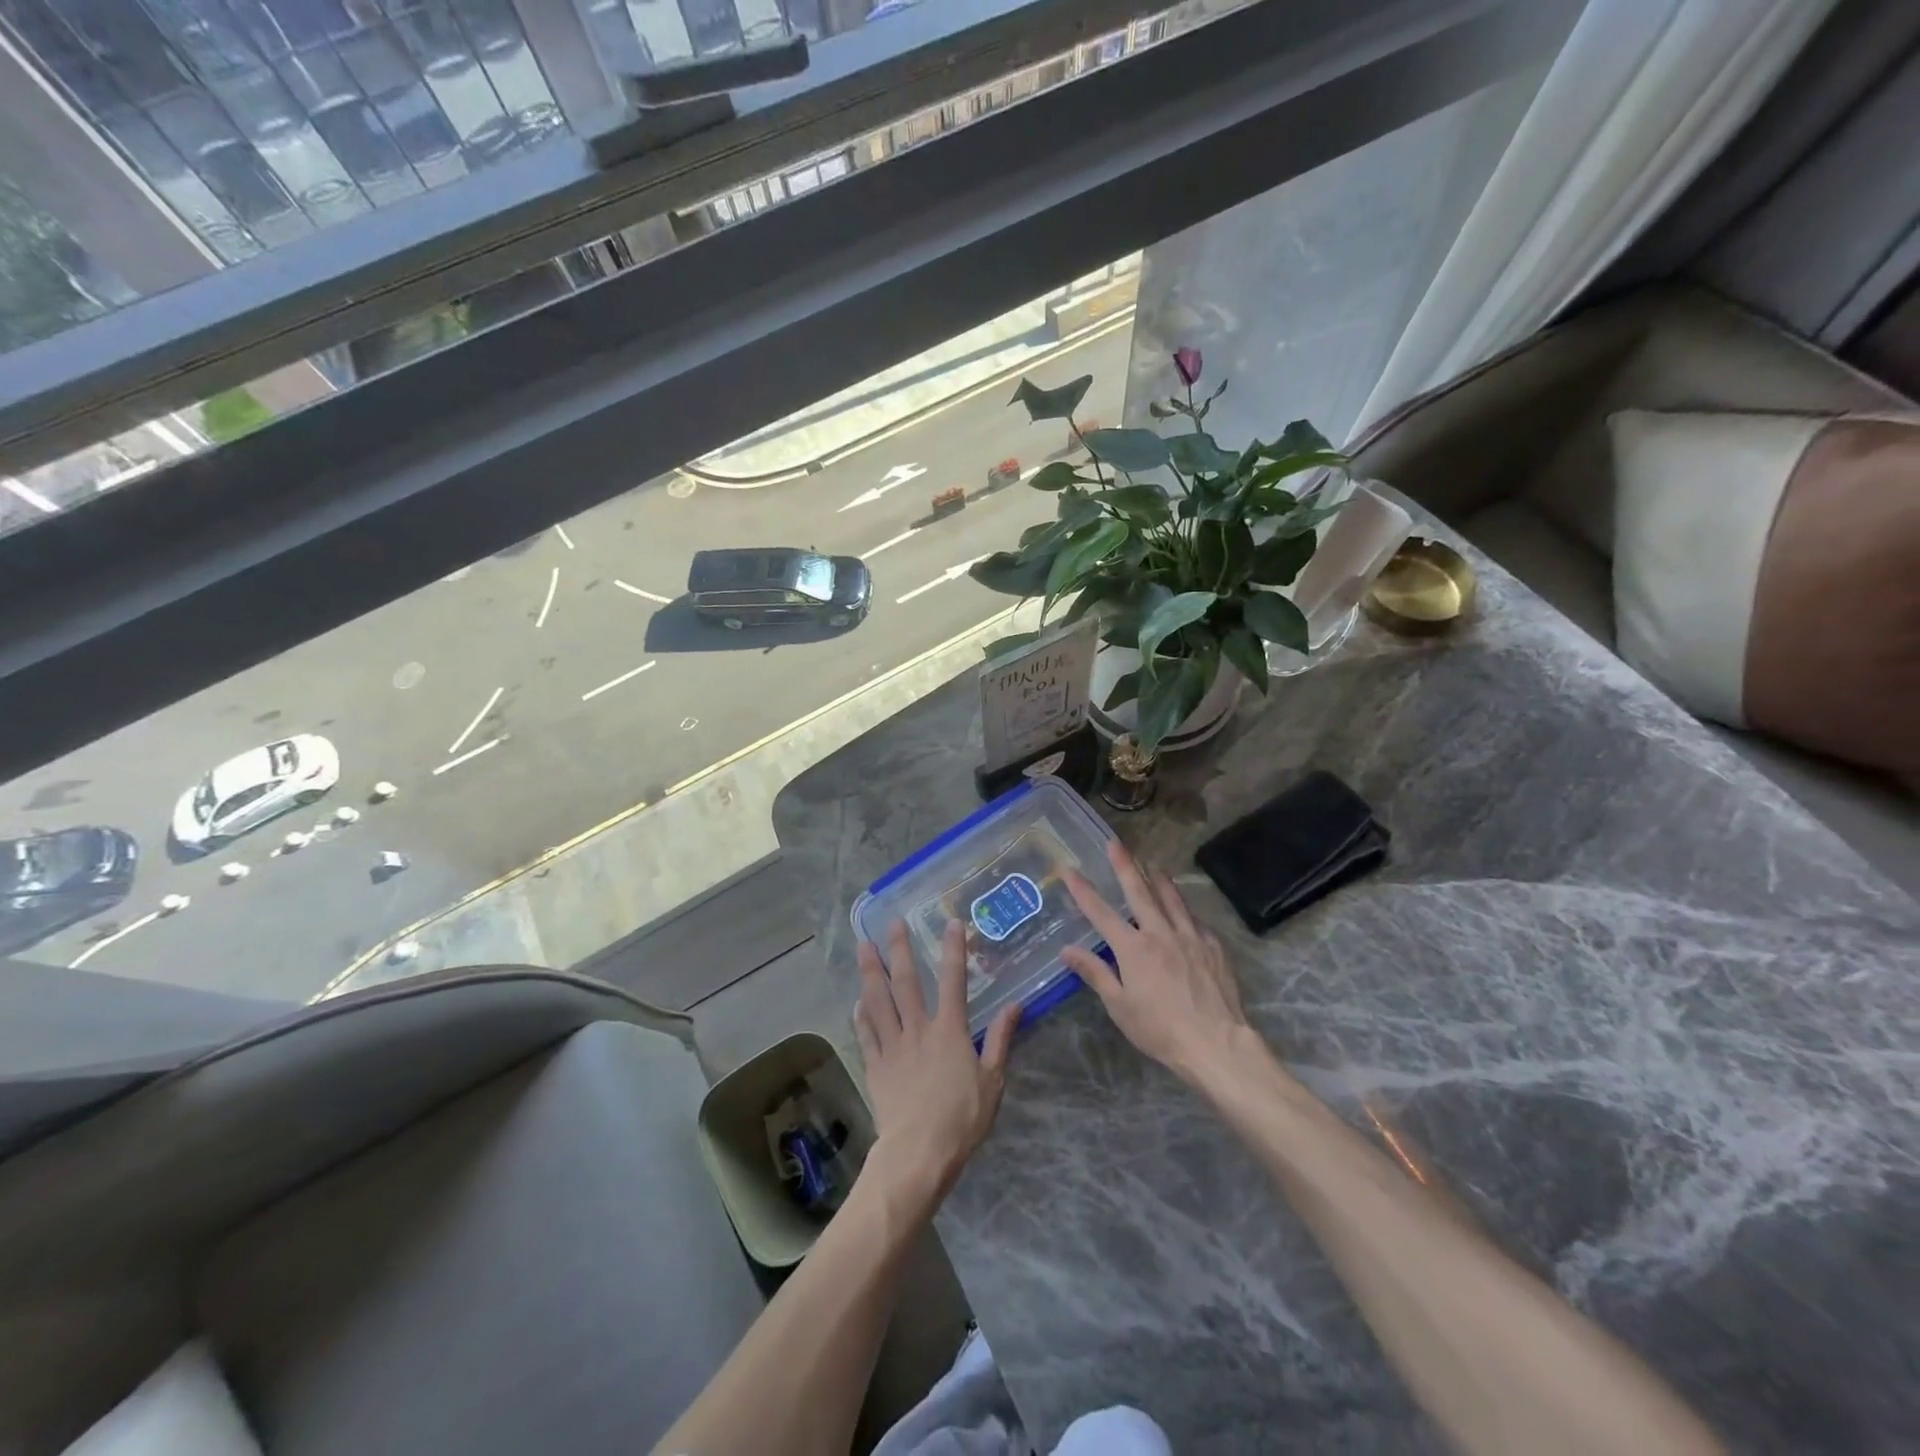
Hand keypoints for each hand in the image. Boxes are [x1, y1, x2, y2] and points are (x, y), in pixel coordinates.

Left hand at [854, 919, 1019, 1202]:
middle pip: (906, 982)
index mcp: (950, 1030)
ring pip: (879, 1001)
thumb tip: (1015, 1005)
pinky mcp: (875, 1066)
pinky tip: (857, 1002)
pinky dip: (861, 1015)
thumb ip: (1001, 1040)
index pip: (953, 980)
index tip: (952, 923)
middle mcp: (918, 1029)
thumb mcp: (993, 1080)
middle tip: (892, 923)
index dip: (954, 950)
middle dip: (899, 949)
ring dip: (871, 971)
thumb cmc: (962, 1119)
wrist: (919, 1153)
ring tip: (863, 946)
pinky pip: (866, 1034)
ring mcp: (893, 1046)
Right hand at [1061, 840, 1254, 1086]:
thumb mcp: (1119, 1006)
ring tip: (1152, 863)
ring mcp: (1190, 936)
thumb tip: (1066, 949)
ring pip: (1172, 898)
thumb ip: (1095, 973)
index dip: (1082, 889)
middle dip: (1125, 865)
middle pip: (1139, 892)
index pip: (1100, 912)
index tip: (1069, 868)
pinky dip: (1185, 909)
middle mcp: (1160, 933)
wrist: (1217, 1044)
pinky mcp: (1213, 946)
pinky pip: (1195, 920)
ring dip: (1159, 878)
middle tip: (1116, 843)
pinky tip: (1185, 909)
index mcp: (1133, 948)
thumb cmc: (1161, 1030)